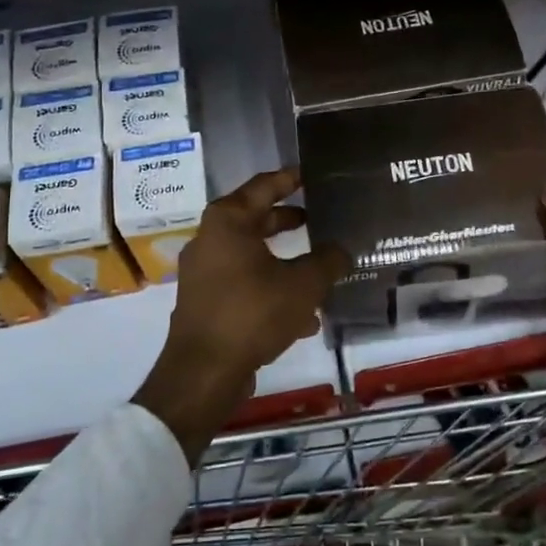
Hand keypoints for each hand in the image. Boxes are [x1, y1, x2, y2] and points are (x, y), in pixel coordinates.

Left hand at [133, 168, 349, 463]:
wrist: (204, 372)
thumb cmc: (253, 312)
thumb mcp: (304, 284)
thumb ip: (328, 261)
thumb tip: (341, 251)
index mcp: (228, 221)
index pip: (264, 185)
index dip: (290, 178)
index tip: (311, 173)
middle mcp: (210, 239)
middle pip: (256, 220)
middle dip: (289, 221)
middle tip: (318, 218)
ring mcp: (203, 272)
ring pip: (252, 256)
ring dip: (284, 263)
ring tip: (319, 273)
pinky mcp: (204, 302)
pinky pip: (244, 285)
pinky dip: (270, 291)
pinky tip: (301, 318)